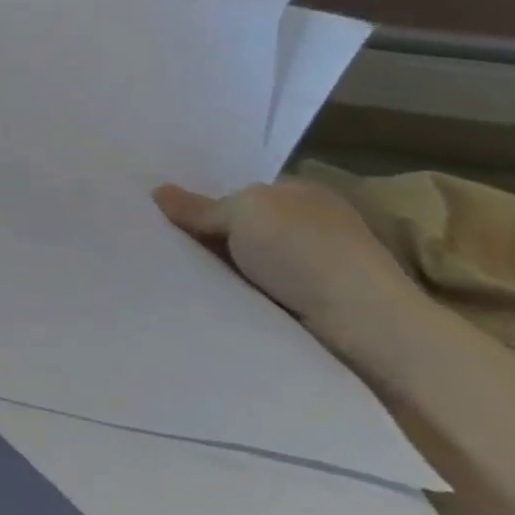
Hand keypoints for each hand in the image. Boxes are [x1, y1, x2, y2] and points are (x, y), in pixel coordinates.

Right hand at [154, 179, 420, 347]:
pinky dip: (227, 291)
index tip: (162, 214)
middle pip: (236, 226)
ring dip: (211, 266)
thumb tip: (158, 192)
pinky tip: (201, 295)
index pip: (239, 192)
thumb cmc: (304, 252)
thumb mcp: (243, 213)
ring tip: (168, 272)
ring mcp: (307, 265)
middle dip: (202, 234)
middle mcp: (306, 224)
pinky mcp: (304, 301)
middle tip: (155, 241)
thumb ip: (199, 206)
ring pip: (239, 259)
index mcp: (300, 192)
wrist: (359, 322)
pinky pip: (248, 288)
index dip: (202, 201)